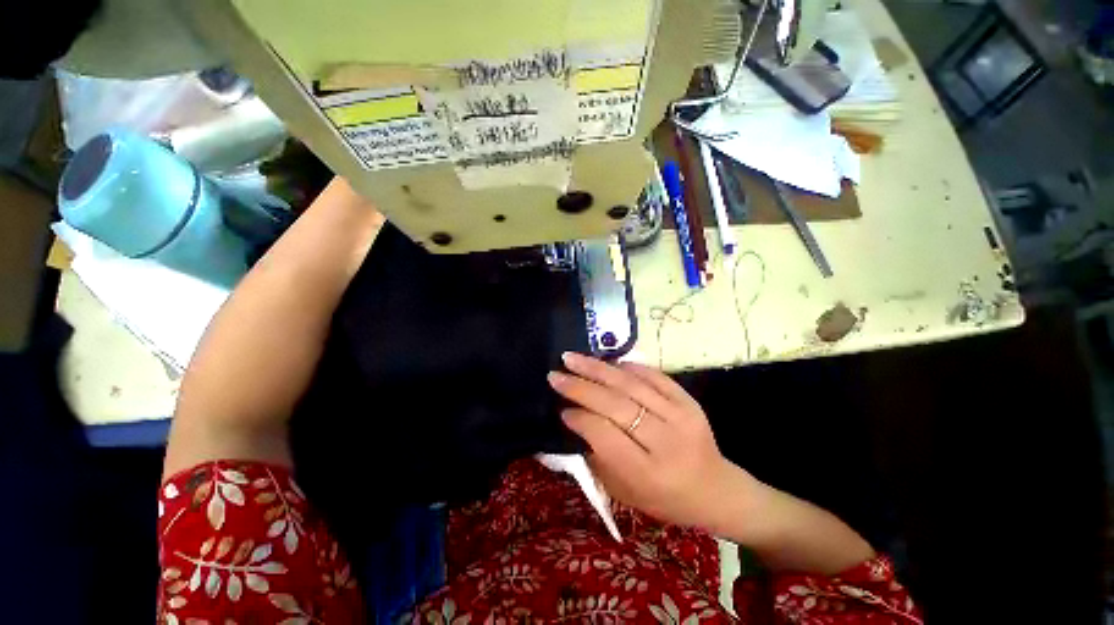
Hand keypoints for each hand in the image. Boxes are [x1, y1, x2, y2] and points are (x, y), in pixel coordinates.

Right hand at [548, 353, 757, 531]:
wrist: (715, 489)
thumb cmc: (664, 498)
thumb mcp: (624, 491)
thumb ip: (597, 456)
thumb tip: (573, 417)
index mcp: (648, 473)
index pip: (604, 435)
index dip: (579, 417)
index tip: (560, 408)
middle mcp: (665, 441)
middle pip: (615, 405)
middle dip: (580, 387)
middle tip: (555, 374)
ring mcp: (680, 416)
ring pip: (631, 385)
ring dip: (597, 369)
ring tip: (572, 358)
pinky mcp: (689, 400)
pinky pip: (653, 375)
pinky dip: (628, 366)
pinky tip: (608, 361)